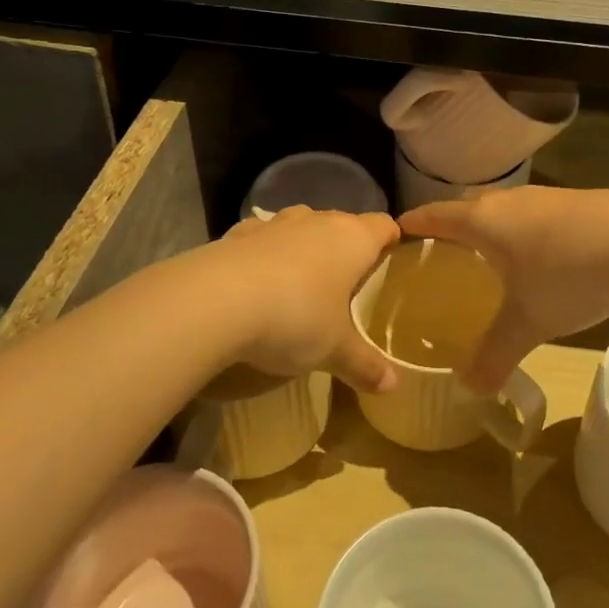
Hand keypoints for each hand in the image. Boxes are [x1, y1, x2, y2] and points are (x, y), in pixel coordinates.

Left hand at [212, 207, 400, 393]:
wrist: (215, 300)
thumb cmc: (295, 317)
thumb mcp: (334, 350)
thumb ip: (364, 365)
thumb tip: (393, 387)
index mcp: (353, 238)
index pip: (384, 225)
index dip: (391, 242)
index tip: (391, 265)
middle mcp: (318, 220)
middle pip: (343, 224)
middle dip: (347, 249)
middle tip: (348, 287)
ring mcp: (276, 223)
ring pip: (302, 226)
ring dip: (306, 247)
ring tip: (302, 284)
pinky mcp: (238, 232)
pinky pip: (263, 238)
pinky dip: (266, 254)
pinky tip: (258, 284)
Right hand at [401, 188, 608, 393]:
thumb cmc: (568, 274)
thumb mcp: (527, 322)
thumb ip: (494, 355)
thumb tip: (469, 392)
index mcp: (484, 221)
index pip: (437, 215)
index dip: (416, 222)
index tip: (398, 229)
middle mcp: (510, 201)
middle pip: (469, 206)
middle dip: (452, 224)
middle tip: (440, 250)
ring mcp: (547, 197)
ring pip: (506, 208)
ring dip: (492, 227)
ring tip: (488, 254)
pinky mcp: (578, 203)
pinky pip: (535, 214)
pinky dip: (524, 231)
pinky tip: (539, 254)